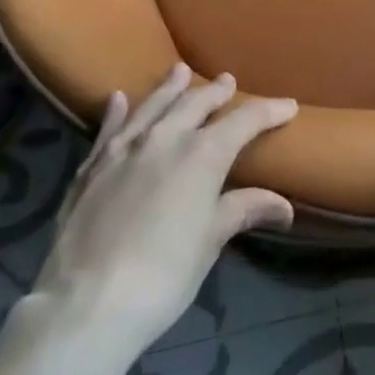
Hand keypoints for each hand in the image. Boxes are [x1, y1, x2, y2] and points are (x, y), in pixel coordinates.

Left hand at [32, 64, 298, 352]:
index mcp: (202, 154)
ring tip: (180, 71)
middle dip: (216, 92)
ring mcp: (124, 150)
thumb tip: (284, 205)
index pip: (244, 121)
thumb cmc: (163, 274)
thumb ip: (243, 210)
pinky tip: (118, 99)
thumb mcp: (210, 242)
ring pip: (152, 106)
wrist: (86, 303)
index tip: (288, 106)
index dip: (269, 111)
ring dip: (169, 88)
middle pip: (195, 103)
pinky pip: (108, 130)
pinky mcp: (91, 168)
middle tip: (228, 81)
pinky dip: (116, 113)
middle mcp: (164, 138)